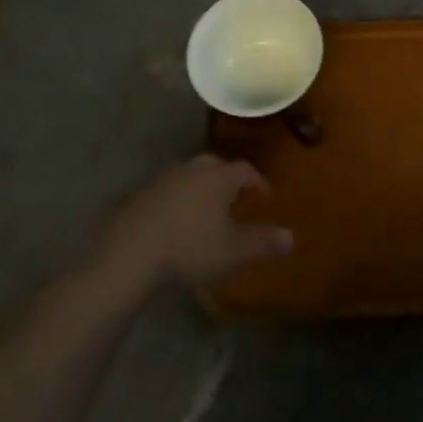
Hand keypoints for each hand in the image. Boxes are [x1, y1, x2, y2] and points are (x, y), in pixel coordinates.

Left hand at [96, 155, 292, 292]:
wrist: (131, 254)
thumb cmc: (190, 249)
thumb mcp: (234, 252)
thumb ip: (264, 243)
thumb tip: (292, 236)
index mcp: (219, 177)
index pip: (246, 170)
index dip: (259, 184)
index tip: (265, 200)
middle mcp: (193, 169)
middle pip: (218, 167)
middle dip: (230, 182)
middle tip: (237, 203)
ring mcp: (165, 179)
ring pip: (192, 177)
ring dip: (203, 190)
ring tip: (207, 214)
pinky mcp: (142, 195)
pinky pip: (170, 191)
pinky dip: (180, 201)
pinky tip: (177, 224)